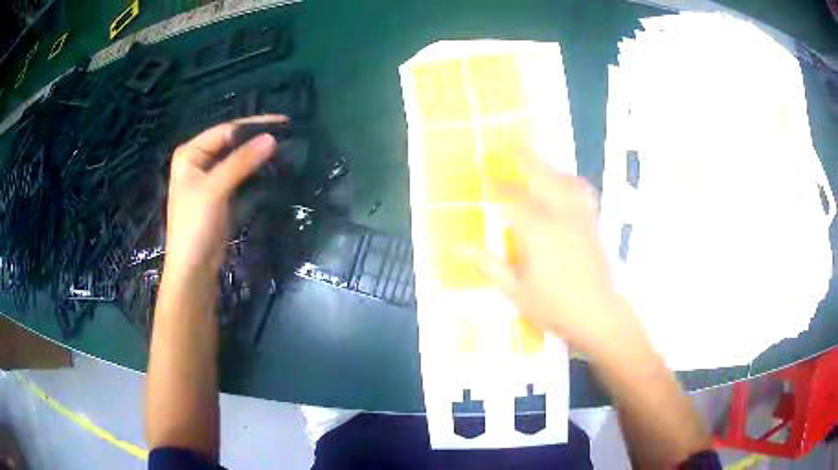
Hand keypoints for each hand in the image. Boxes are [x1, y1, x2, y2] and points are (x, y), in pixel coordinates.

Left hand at [163, 115, 283, 281]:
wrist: (193, 269)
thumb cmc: (195, 225)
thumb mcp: (215, 189)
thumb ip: (241, 162)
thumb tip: (272, 138)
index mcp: (190, 153)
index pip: (225, 130)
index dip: (253, 125)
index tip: (284, 123)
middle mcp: (199, 161)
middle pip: (231, 143)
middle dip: (257, 139)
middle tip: (288, 134)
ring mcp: (209, 179)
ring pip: (237, 159)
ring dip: (258, 155)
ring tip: (285, 149)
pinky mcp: (220, 195)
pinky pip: (240, 176)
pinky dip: (255, 172)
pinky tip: (273, 169)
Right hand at [467, 152, 645, 356]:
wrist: (596, 315)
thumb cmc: (554, 307)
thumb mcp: (515, 291)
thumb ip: (488, 266)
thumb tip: (459, 248)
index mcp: (536, 232)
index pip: (509, 199)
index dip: (494, 186)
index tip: (483, 177)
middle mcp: (559, 216)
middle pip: (540, 176)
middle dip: (524, 159)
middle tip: (510, 147)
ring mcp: (579, 217)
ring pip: (564, 180)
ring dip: (549, 167)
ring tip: (536, 162)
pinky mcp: (592, 224)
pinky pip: (584, 193)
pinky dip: (573, 182)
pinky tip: (567, 185)